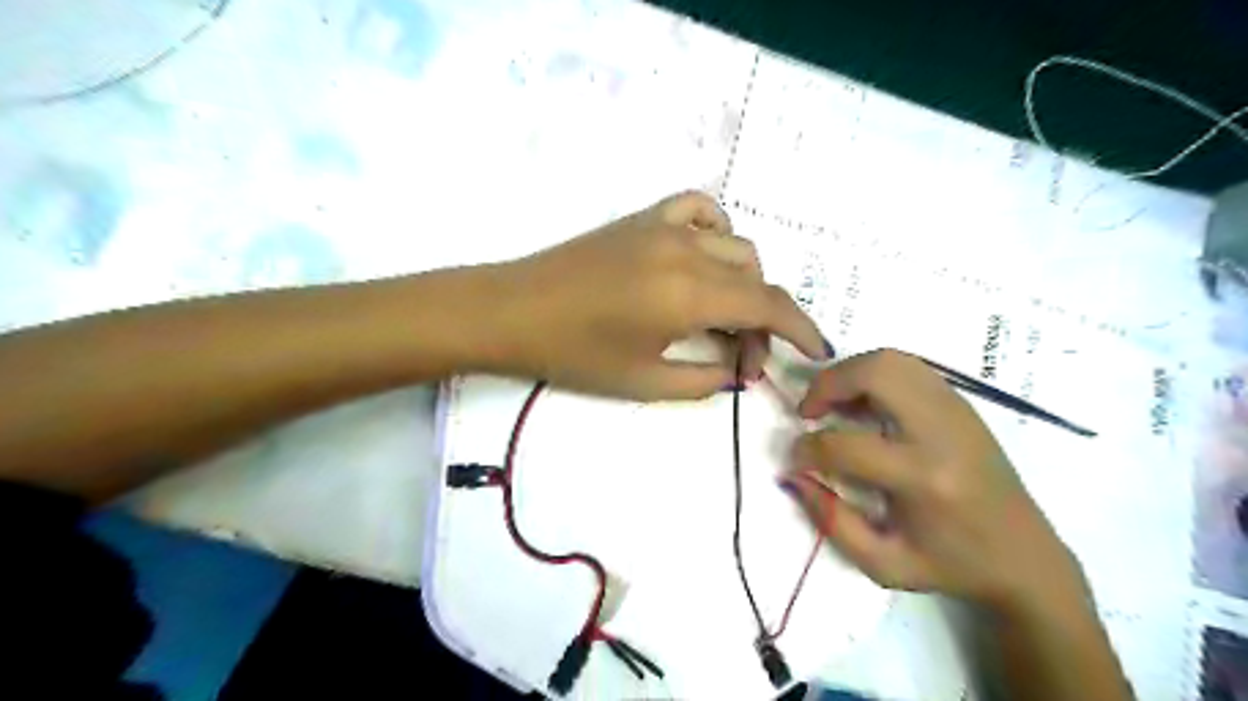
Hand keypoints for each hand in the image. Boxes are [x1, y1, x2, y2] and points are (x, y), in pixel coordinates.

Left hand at [479, 191, 826, 399]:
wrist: (513, 310)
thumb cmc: (574, 354)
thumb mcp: (644, 382)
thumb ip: (704, 378)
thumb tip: (738, 371)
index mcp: (688, 295)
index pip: (767, 305)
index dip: (800, 328)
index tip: (817, 350)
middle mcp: (688, 252)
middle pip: (754, 280)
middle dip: (762, 323)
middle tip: (742, 360)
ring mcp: (665, 227)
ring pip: (736, 245)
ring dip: (745, 283)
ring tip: (725, 317)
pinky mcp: (644, 218)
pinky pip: (702, 209)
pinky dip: (719, 233)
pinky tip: (707, 259)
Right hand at [782, 349, 1087, 608]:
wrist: (1026, 558)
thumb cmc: (951, 566)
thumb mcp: (883, 564)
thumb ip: (830, 520)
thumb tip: (793, 477)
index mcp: (923, 479)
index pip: (845, 445)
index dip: (807, 449)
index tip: (796, 459)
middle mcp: (942, 433)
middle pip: (875, 374)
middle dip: (827, 385)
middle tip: (810, 410)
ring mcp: (957, 411)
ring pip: (893, 360)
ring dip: (850, 373)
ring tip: (835, 403)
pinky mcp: (963, 405)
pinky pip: (909, 368)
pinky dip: (874, 375)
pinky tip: (865, 404)